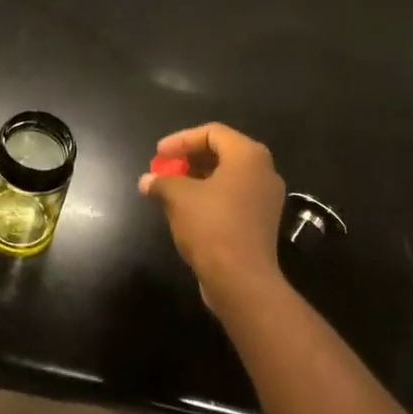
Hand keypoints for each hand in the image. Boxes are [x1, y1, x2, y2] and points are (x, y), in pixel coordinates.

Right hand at [140, 122, 285, 309]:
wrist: (242, 281)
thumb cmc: (211, 226)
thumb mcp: (178, 197)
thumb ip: (161, 182)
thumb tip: (146, 181)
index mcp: (248, 156)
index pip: (212, 132)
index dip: (181, 140)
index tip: (159, 154)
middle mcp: (263, 171)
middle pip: (222, 152)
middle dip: (189, 158)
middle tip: (165, 168)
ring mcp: (266, 198)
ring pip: (228, 176)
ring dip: (198, 177)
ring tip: (171, 187)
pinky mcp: (262, 221)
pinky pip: (234, 195)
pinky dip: (210, 195)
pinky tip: (188, 208)